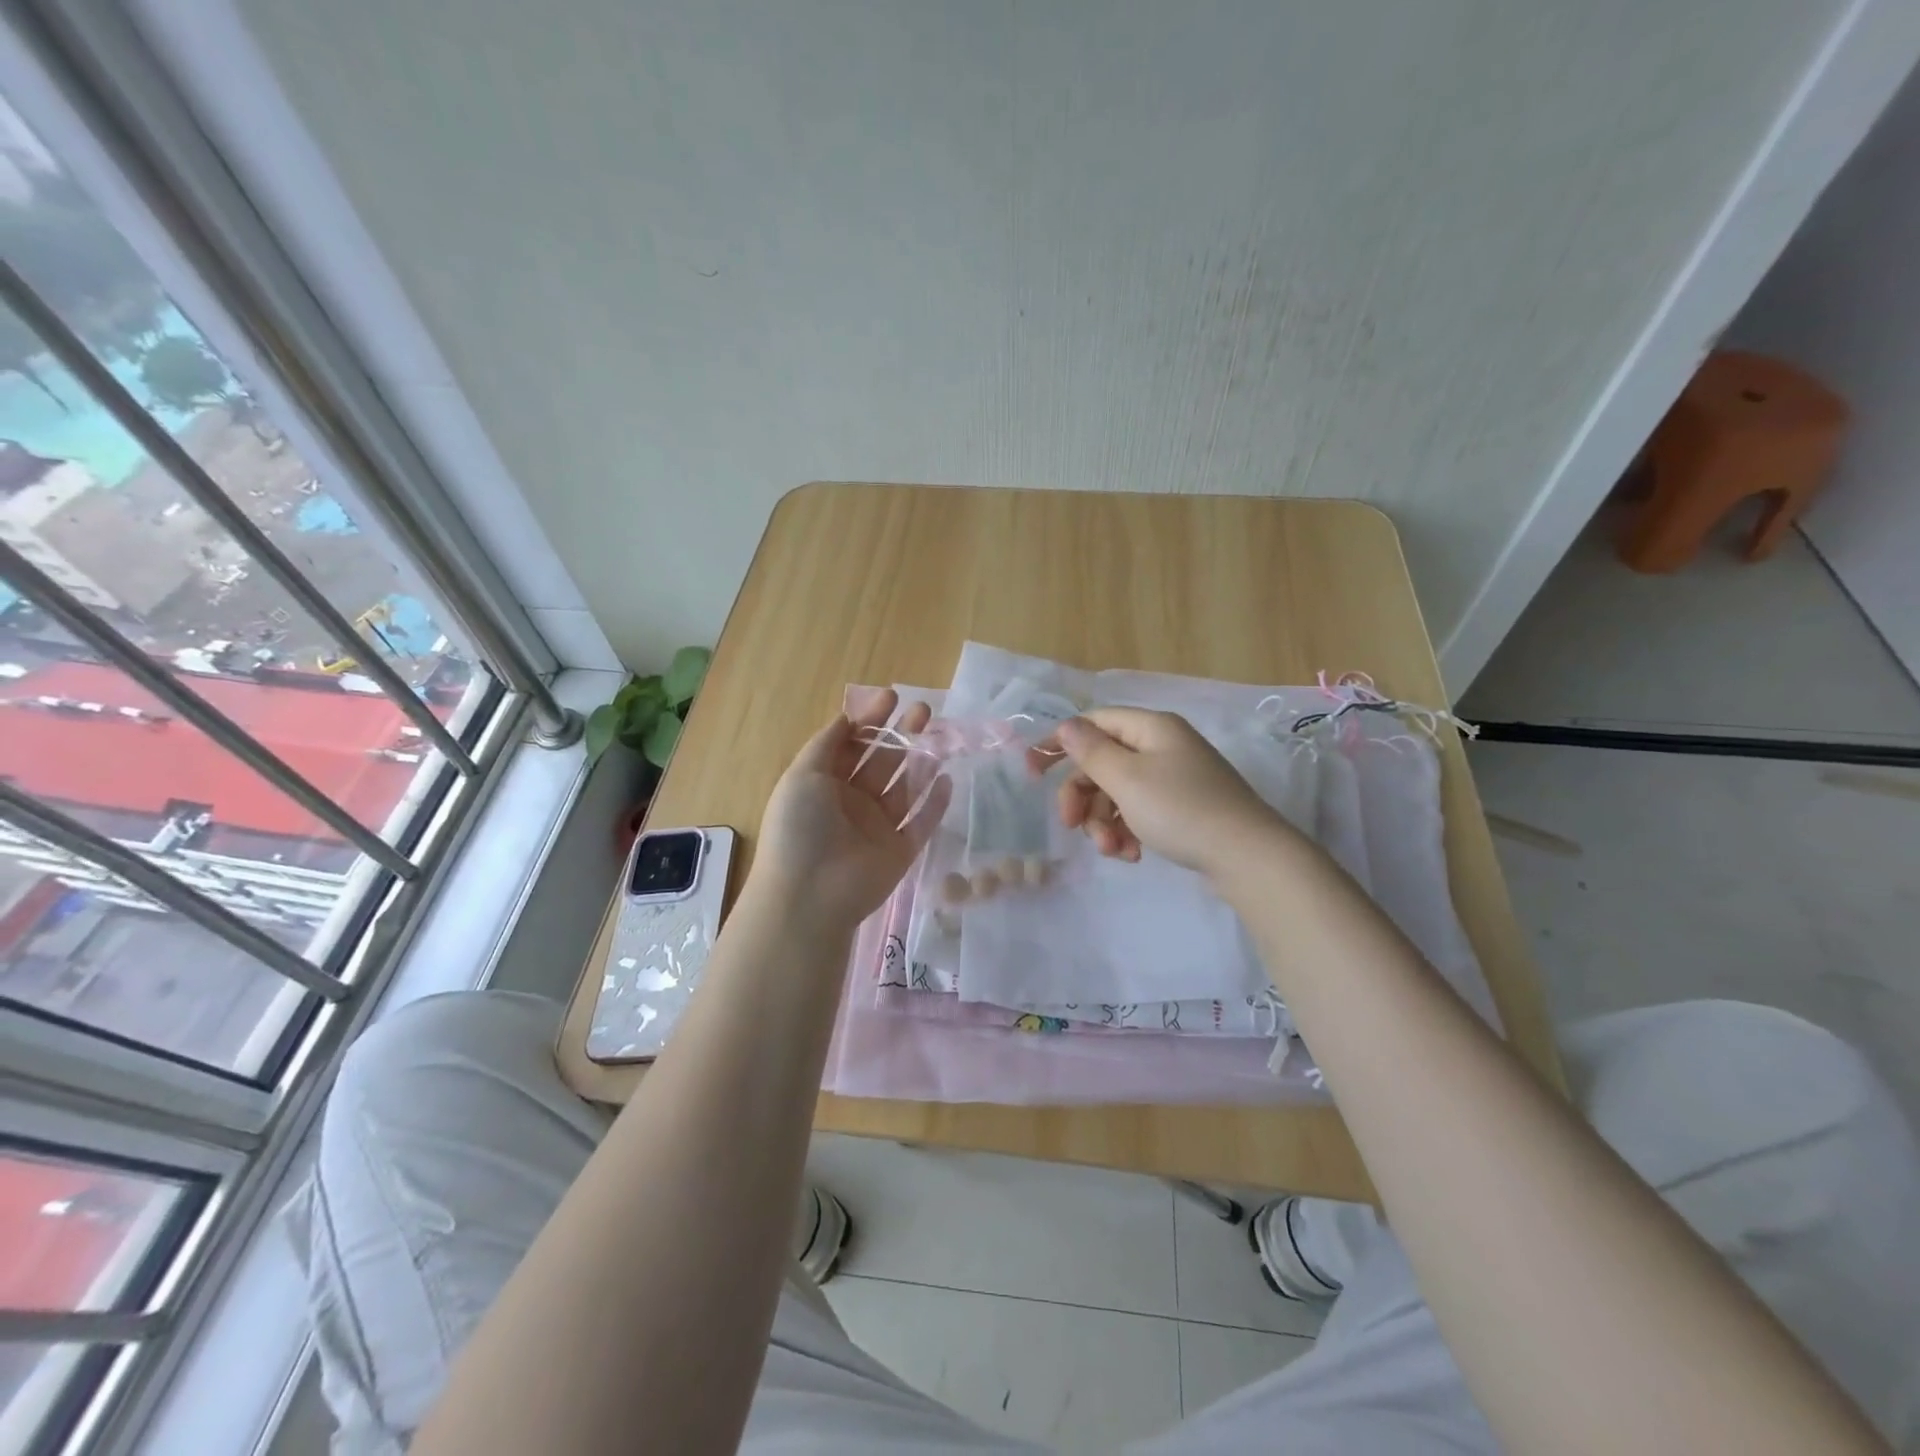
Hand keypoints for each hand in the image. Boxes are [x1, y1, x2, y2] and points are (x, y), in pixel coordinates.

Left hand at [753, 690, 949, 928]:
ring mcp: (878, 827)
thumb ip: (826, 744)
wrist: (810, 894)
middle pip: (882, 761)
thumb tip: (846, 718)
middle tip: (923, 710)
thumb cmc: (800, 828)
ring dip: (921, 760)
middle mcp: (853, 802)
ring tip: (940, 734)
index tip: (892, 697)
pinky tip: (946, 779)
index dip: (870, 720)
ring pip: (905, 787)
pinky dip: (935, 802)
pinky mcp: (901, 851)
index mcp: (825, 784)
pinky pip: (922, 822)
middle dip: (901, 734)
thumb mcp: (802, 775)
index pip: (852, 745)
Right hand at [1031, 707, 1287, 875]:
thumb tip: (1067, 725)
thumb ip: (1091, 750)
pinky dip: (1128, 830)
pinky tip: (1132, 854)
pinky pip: (1140, 811)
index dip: (1060, 743)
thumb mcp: (1126, 779)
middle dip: (1083, 796)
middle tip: (1071, 826)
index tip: (1032, 772)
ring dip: (1104, 821)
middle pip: (1104, 762)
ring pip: (1119, 792)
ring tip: (1112, 850)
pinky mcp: (1184, 807)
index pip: (1093, 722)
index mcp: (1151, 728)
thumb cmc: (1180, 810)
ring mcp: (1175, 778)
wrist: (1248, 856)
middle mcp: (1163, 746)